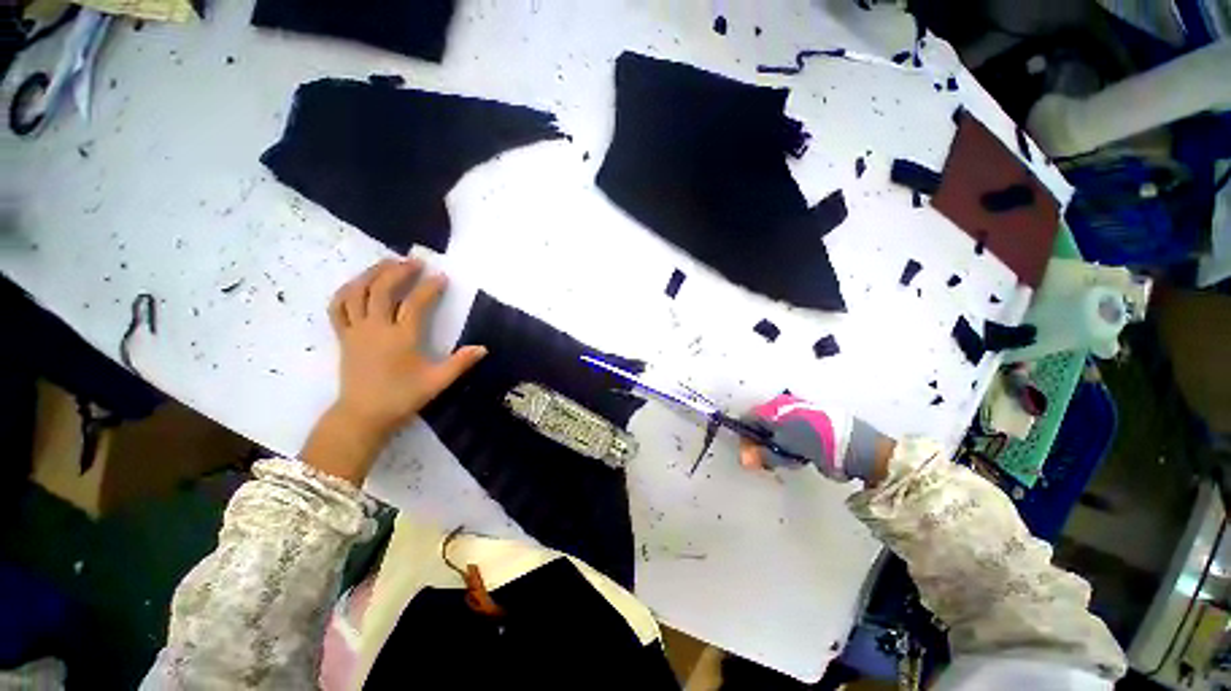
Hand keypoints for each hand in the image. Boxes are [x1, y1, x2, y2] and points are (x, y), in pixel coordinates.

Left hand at [300, 259, 486, 483]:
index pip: (416, 303)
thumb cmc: (403, 396)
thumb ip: (461, 363)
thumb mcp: (438, 382)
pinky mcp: (344, 336)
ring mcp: (356, 330)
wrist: (363, 414)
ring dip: (371, 274)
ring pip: (357, 293)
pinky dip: (347, 291)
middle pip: (383, 290)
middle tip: (414, 261)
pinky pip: (338, 307)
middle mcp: (376, 328)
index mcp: (402, 337)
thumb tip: (483, 348)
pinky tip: (358, 284)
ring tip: (386, 263)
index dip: (430, 287)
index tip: (441, 277)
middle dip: (399, 271)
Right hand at [738, 395, 892, 485]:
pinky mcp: (810, 424)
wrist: (855, 446)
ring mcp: (797, 415)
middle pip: (760, 425)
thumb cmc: (814, 444)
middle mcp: (782, 407)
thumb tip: (744, 459)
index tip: (749, 456)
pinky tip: (799, 457)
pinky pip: (790, 436)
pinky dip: (789, 447)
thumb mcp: (783, 450)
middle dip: (760, 444)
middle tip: (768, 462)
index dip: (745, 438)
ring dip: (776, 447)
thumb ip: (762, 453)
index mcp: (773, 408)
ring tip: (789, 460)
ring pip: (774, 432)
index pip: (748, 419)